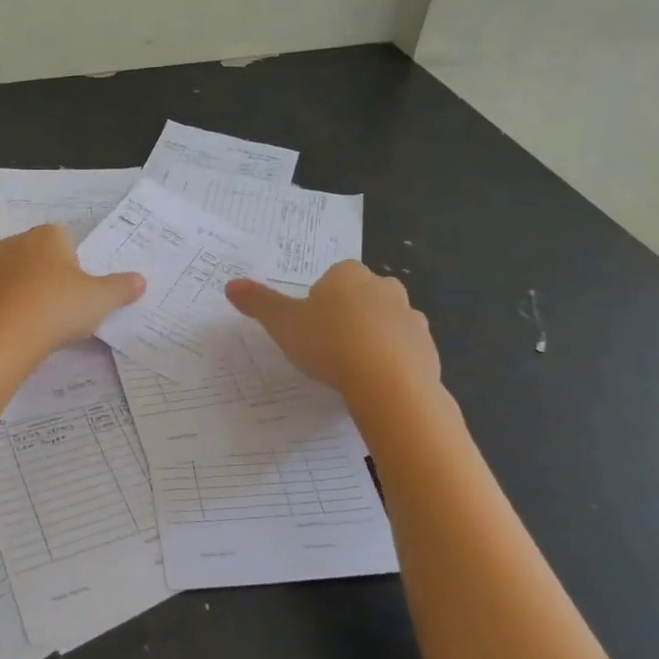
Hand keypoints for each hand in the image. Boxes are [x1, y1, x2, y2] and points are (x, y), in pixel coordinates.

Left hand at [0, 225, 143, 365]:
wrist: (6, 336)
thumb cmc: (58, 310)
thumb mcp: (100, 301)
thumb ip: (121, 288)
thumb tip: (141, 281)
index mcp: (47, 238)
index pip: (61, 235)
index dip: (69, 258)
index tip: (75, 284)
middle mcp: (11, 244)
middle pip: (26, 247)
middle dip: (35, 266)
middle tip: (50, 300)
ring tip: (12, 300)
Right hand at [225, 260, 439, 399]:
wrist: (388, 380)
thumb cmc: (329, 343)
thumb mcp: (283, 324)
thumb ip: (259, 304)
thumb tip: (230, 285)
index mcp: (348, 274)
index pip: (330, 281)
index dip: (317, 305)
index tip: (309, 330)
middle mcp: (384, 286)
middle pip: (359, 298)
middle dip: (346, 318)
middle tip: (327, 349)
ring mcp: (410, 315)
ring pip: (384, 323)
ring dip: (370, 339)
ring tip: (351, 370)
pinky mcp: (427, 346)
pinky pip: (403, 350)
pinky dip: (390, 362)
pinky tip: (374, 383)